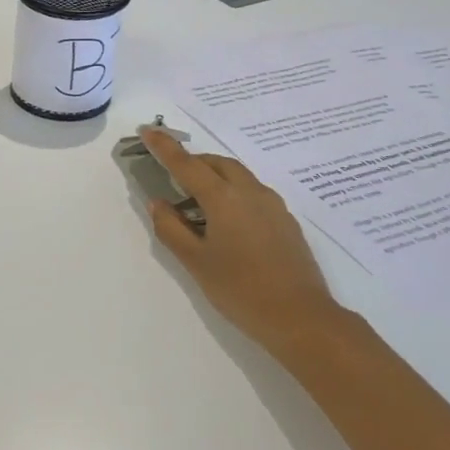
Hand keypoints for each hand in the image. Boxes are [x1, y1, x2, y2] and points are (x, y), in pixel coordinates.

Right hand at [140, 127, 351, 361]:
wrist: (302, 319)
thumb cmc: (241, 290)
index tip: (147, 130)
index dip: (164, 146)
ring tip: (198, 202)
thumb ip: (171, 228)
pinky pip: (253, 193)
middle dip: (193, 162)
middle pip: (217, 163)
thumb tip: (158, 203)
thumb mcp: (195, 262)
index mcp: (223, 198)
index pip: (186, 164)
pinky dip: (233, 193)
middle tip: (172, 177)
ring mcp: (273, 205)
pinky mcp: (286, 221)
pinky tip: (227, 222)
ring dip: (214, 177)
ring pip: (238, 176)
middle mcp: (250, 192)